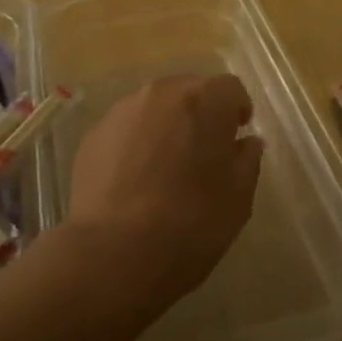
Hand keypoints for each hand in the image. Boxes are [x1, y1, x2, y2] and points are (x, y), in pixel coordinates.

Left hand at [66, 75, 262, 302]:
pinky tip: (135, 180)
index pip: (230, 88)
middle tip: (203, 152)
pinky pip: (126, 129)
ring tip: (165, 167)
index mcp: (204, 100)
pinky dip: (136, 144)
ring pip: (154, 108)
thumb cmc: (190, 222)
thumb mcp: (238, 198)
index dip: (237, 110)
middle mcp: (162, 93)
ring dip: (166, 127)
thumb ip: (247, 160)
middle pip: (189, 91)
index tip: (236, 136)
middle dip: (200, 114)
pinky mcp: (94, 135)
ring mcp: (123, 111)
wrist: (113, 252)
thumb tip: (246, 143)